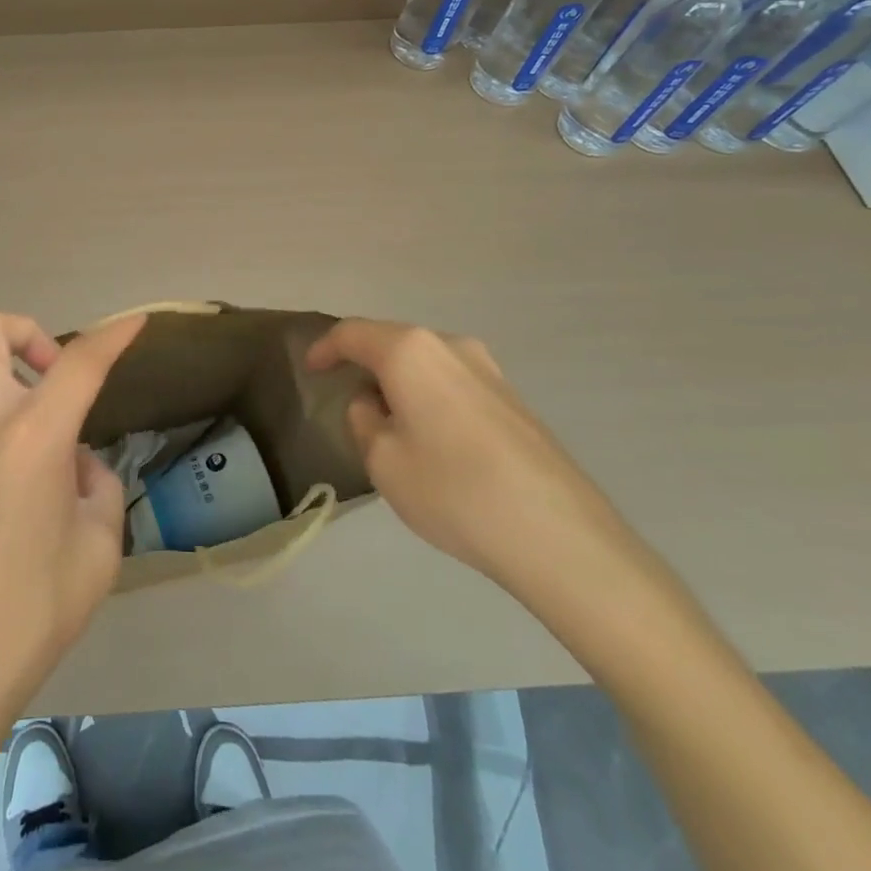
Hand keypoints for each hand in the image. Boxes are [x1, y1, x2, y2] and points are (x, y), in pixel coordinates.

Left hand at [0, 310, 144, 740]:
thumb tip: (76, 467)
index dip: (112, 335)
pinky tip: (28, 511)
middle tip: (58, 377)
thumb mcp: (98, 548)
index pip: (78, 362)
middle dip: (26, 332)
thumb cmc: (34, 609)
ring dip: (23, 401)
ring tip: (59, 475)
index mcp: (32, 436)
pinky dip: (10, 445)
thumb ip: (96, 487)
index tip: (135, 322)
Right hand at [307, 319, 627, 593]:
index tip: (310, 369)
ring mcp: (489, 370)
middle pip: (393, 341)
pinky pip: (454, 382)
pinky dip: (430, 395)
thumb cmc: (454, 490)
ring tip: (388, 419)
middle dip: (364, 362)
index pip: (353, 334)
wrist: (559, 536)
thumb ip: (364, 420)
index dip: (325, 348)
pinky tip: (432, 435)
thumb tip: (374, 403)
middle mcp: (450, 345)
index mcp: (409, 351)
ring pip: (426, 361)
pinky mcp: (514, 398)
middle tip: (345, 393)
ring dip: (400, 381)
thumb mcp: (383, 461)